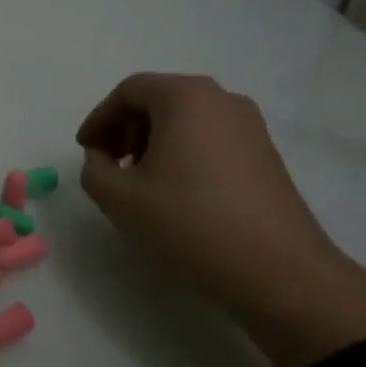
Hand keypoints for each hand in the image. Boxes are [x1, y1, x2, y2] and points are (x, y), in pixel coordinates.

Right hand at [76, 73, 365, 366]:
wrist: (281, 275)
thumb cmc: (190, 224)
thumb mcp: (120, 199)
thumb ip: (94, 169)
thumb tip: (102, 159)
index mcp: (186, 97)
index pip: (129, 91)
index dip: (99, 118)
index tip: (84, 150)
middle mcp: (222, 99)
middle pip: (159, 100)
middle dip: (126, 129)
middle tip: (108, 164)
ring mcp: (251, 127)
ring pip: (187, 121)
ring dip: (154, 143)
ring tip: (139, 182)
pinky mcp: (267, 156)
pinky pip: (211, 140)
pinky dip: (184, 155)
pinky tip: (176, 194)